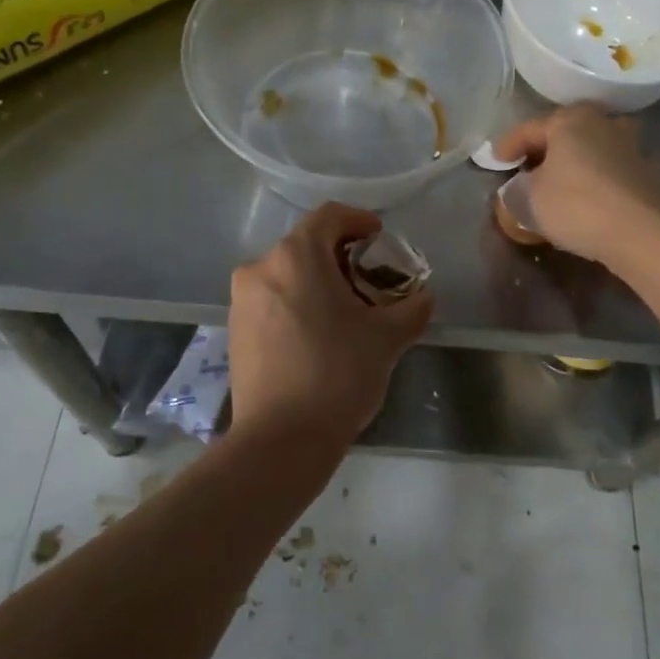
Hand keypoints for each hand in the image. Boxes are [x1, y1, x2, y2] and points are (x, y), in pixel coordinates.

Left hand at [227, 203, 433, 446]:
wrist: (280, 441)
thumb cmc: (337, 374)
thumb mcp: (387, 338)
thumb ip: (412, 308)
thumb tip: (424, 297)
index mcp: (296, 256)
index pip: (329, 217)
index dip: (358, 220)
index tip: (379, 239)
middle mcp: (261, 267)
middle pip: (306, 244)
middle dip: (340, 256)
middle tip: (368, 280)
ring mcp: (242, 300)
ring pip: (286, 273)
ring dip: (316, 280)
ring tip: (344, 311)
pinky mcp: (235, 330)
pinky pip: (271, 300)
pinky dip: (296, 302)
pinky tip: (317, 334)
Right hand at [492, 105, 659, 269]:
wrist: (645, 234)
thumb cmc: (577, 204)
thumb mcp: (529, 200)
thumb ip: (515, 191)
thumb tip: (517, 190)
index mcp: (570, 119)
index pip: (529, 129)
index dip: (507, 146)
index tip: (495, 162)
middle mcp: (603, 123)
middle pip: (564, 135)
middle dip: (544, 151)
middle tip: (526, 170)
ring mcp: (630, 147)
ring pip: (590, 152)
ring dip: (572, 166)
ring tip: (556, 187)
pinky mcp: (648, 175)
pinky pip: (608, 173)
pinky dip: (593, 183)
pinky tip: (584, 203)